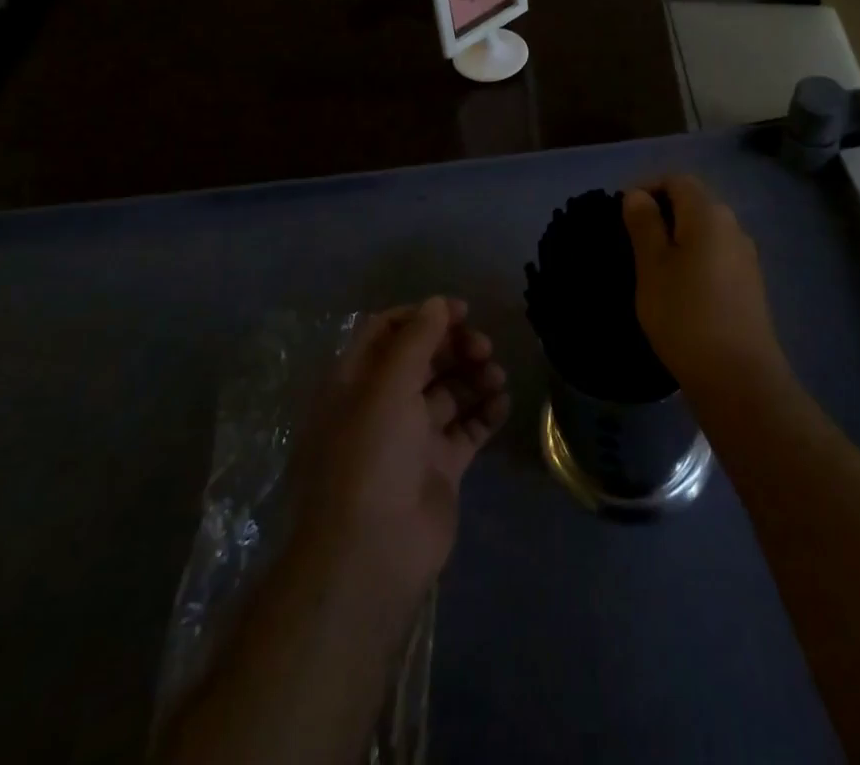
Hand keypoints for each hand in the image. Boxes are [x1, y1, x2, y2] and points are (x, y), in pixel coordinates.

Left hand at [296, 297, 508, 602]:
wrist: (371, 556)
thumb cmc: (370, 456)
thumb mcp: (387, 385)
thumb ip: (416, 339)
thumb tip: (437, 302)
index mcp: (356, 381)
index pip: (388, 331)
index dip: (424, 316)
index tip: (461, 311)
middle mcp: (381, 405)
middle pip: (423, 359)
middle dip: (455, 346)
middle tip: (484, 348)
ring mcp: (411, 439)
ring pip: (448, 392)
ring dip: (474, 377)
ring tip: (497, 377)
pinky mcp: (439, 469)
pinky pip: (466, 430)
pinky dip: (485, 413)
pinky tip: (503, 403)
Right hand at [624, 176, 785, 392]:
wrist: (738, 377)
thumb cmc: (685, 315)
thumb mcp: (652, 266)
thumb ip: (644, 224)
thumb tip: (637, 195)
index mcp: (709, 213)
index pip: (676, 179)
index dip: (647, 188)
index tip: (621, 214)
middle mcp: (733, 225)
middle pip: (693, 202)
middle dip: (661, 213)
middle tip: (630, 241)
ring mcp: (745, 255)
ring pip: (704, 231)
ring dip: (676, 238)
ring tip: (650, 267)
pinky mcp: (749, 284)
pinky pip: (716, 255)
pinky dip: (693, 259)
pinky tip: (678, 289)